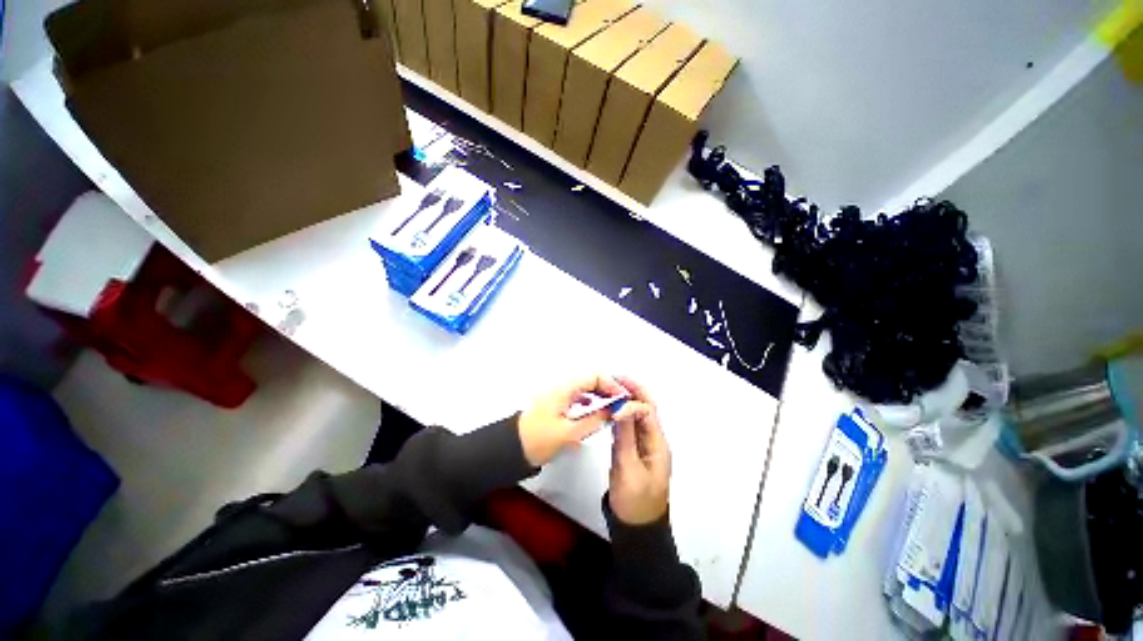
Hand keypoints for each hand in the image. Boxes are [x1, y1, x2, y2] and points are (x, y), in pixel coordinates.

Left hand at [518, 375, 626, 465]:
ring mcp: (557, 393)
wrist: (511, 448)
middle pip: (590, 379)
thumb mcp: (569, 433)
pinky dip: (588, 398)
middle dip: (607, 387)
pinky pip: (576, 394)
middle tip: (621, 401)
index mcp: (564, 388)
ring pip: (584, 386)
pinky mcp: (554, 402)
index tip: (623, 397)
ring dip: (599, 392)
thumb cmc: (538, 440)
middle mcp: (561, 386)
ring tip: (612, 404)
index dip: (611, 384)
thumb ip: (593, 420)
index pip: (594, 376)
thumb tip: (612, 411)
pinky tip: (593, 408)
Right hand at [608, 377, 670, 524]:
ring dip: (627, 399)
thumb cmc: (635, 501)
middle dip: (634, 391)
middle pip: (647, 408)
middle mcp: (653, 439)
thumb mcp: (628, 469)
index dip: (631, 403)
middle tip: (616, 377)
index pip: (648, 412)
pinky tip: (610, 408)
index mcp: (657, 444)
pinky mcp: (633, 450)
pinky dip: (621, 414)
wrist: (636, 528)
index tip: (613, 402)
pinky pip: (629, 426)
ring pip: (637, 415)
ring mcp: (643, 445)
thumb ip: (625, 437)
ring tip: (611, 387)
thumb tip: (621, 408)